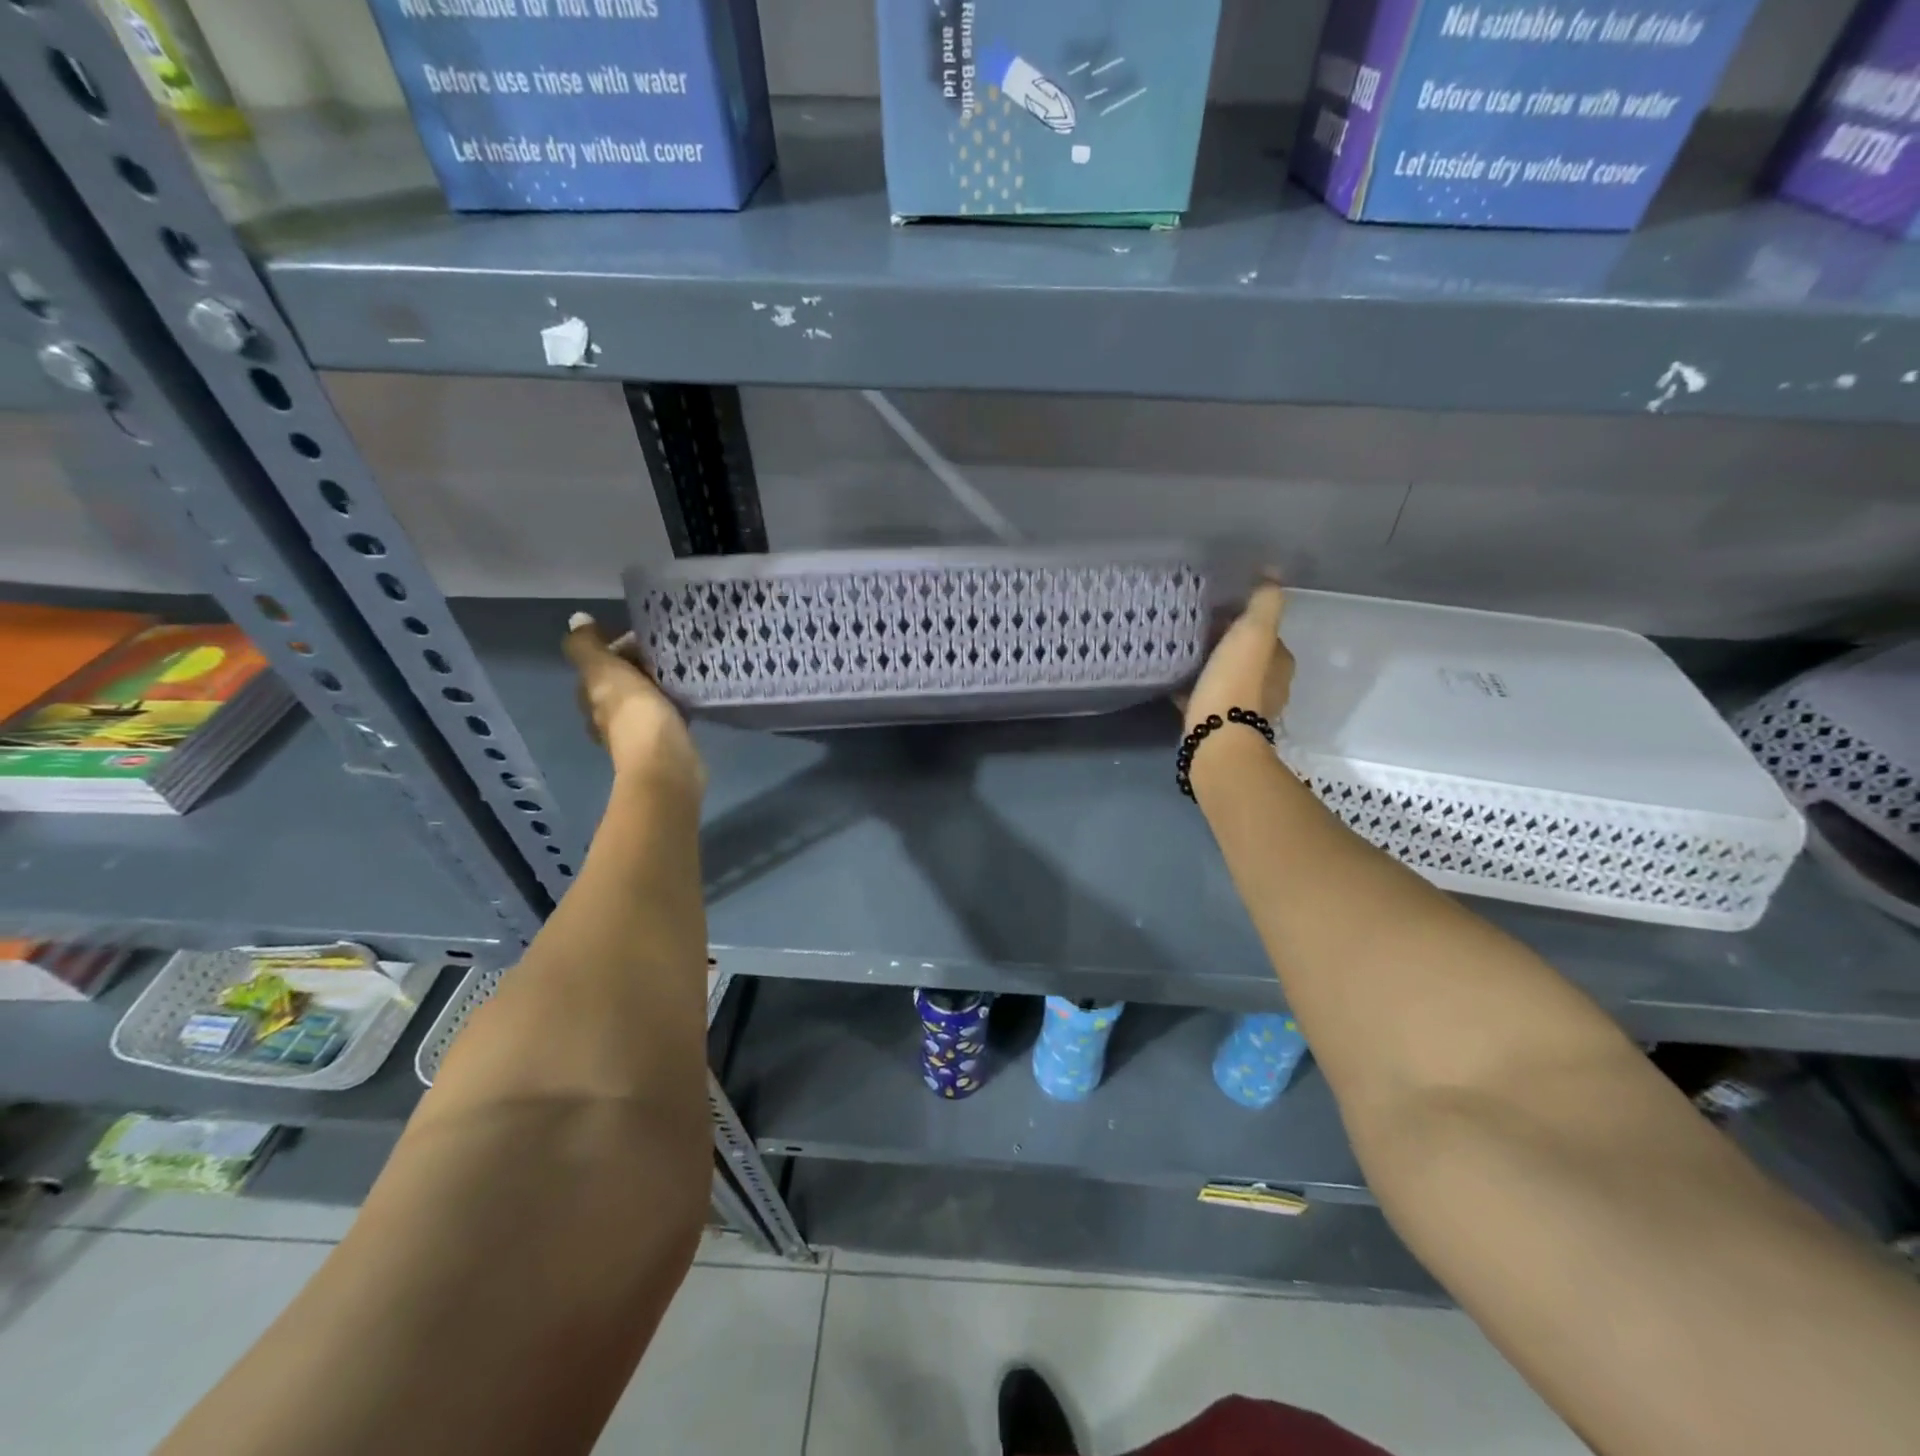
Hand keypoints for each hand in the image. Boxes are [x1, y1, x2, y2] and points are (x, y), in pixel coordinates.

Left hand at [562, 614, 704, 796]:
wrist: (666, 764)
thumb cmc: (634, 715)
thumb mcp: (606, 673)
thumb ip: (588, 647)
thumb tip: (576, 619)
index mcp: (591, 697)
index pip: (600, 663)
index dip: (619, 646)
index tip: (647, 636)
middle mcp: (608, 715)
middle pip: (623, 680)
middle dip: (641, 664)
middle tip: (670, 649)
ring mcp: (637, 730)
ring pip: (646, 696)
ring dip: (659, 682)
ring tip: (682, 667)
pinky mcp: (664, 740)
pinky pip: (667, 712)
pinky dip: (674, 701)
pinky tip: (690, 693)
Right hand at [1183, 576, 1292, 734]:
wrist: (1216, 739)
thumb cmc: (1236, 682)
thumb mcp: (1253, 632)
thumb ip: (1264, 601)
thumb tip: (1272, 572)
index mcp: (1280, 665)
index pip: (1266, 634)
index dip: (1245, 620)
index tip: (1218, 611)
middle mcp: (1268, 688)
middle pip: (1246, 657)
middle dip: (1225, 643)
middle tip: (1196, 628)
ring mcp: (1243, 710)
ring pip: (1226, 678)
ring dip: (1210, 667)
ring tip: (1182, 652)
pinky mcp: (1217, 725)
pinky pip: (1204, 698)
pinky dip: (1193, 689)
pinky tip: (1173, 680)